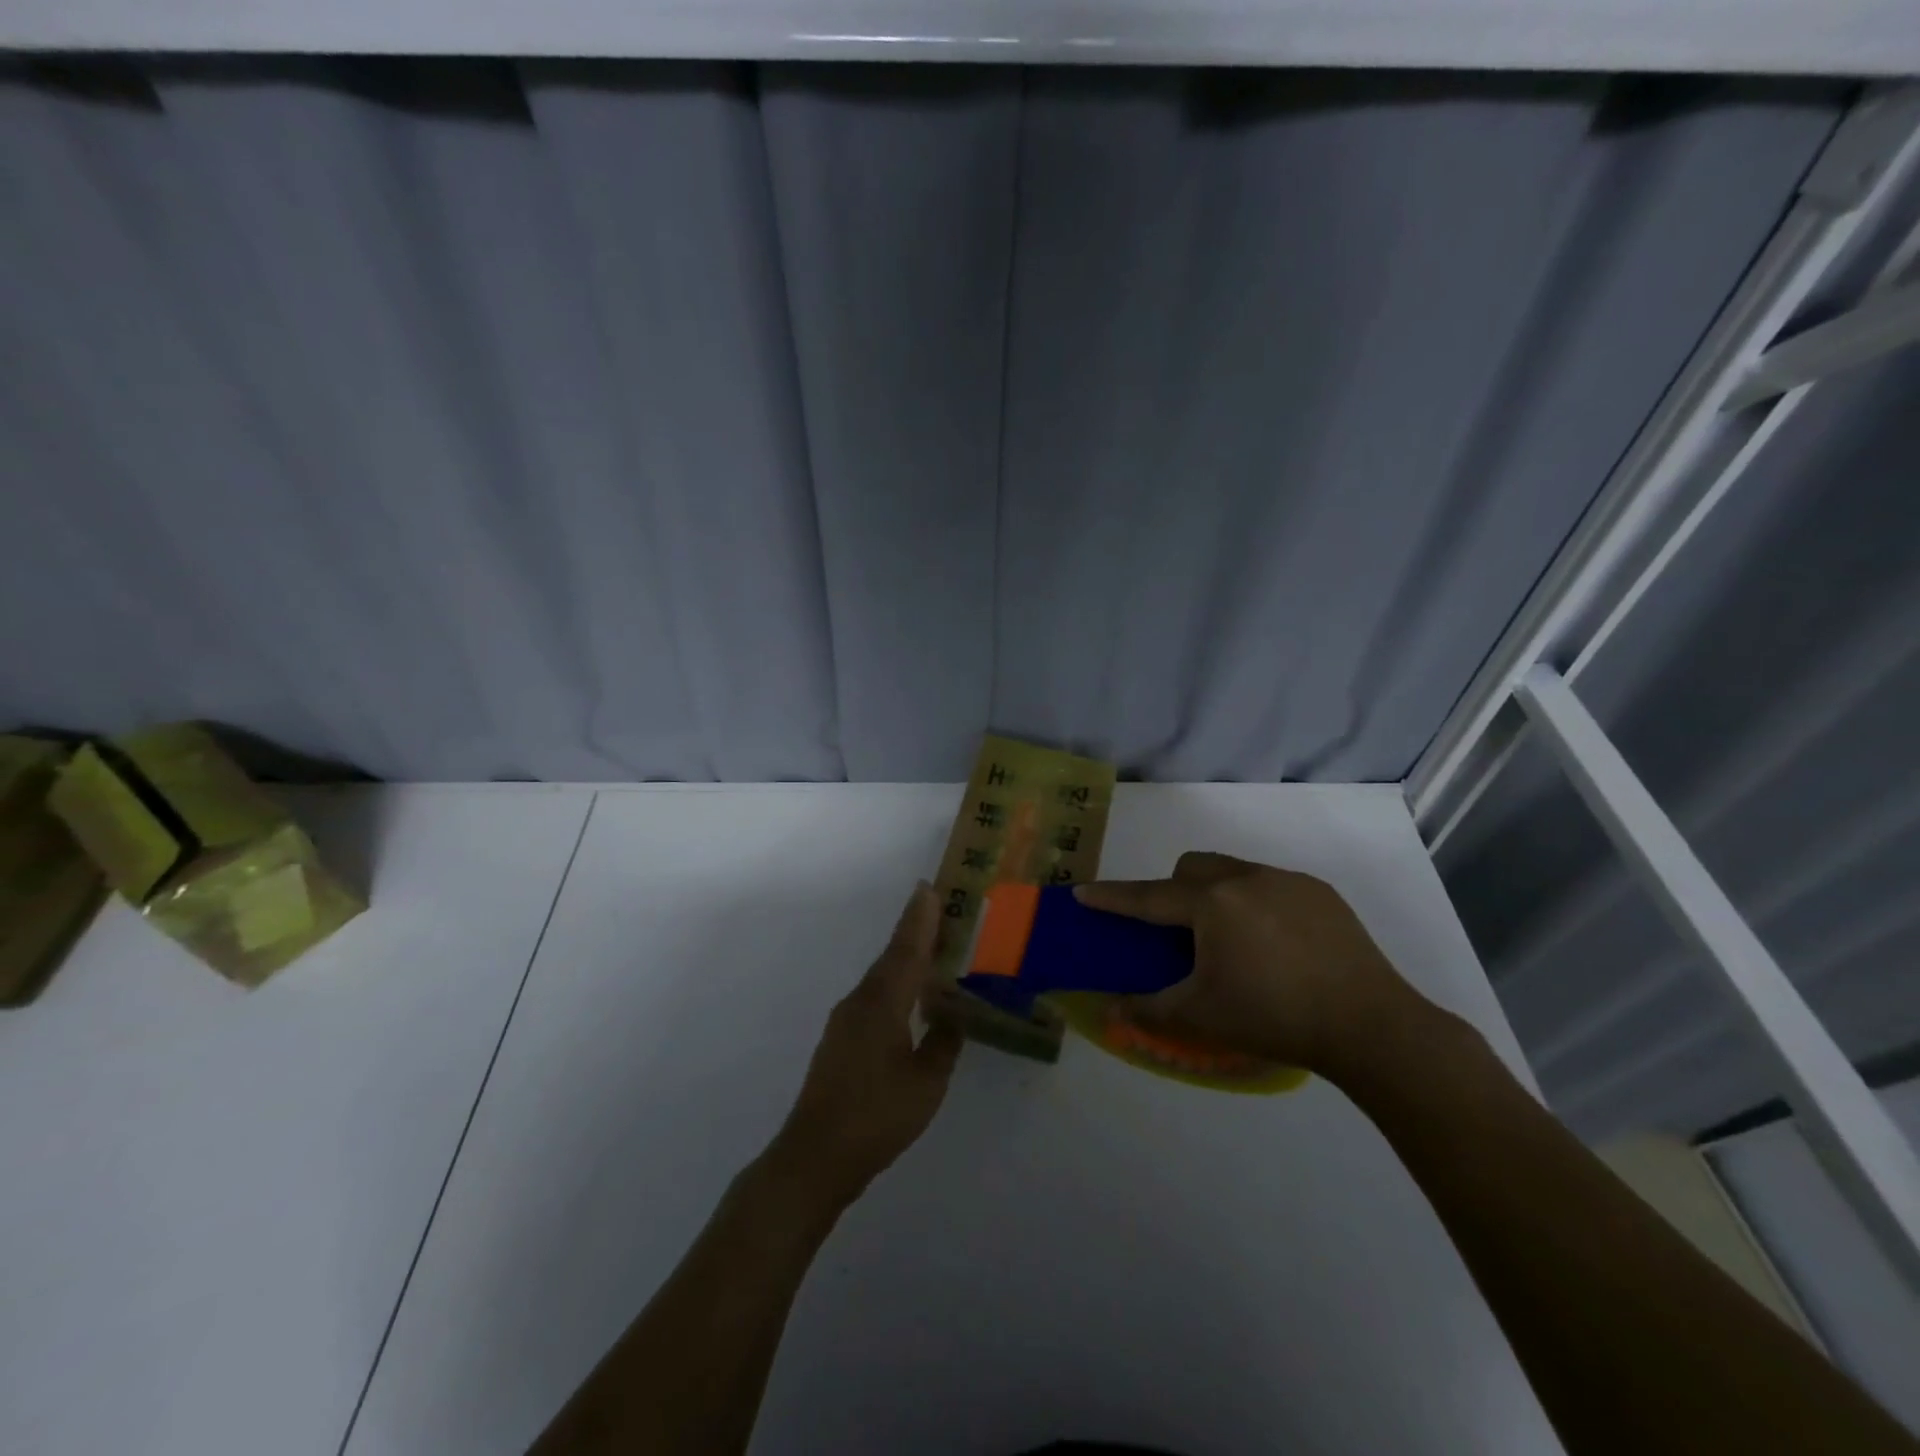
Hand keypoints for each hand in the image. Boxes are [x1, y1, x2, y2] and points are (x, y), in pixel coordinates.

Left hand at [768, 882, 962, 1211]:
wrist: (815, 1155)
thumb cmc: (877, 1116)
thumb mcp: (926, 1082)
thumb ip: (942, 1044)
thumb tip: (951, 1017)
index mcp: (882, 1003)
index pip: (907, 950)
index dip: (920, 919)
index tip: (929, 887)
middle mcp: (860, 1001)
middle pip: (892, 957)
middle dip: (914, 932)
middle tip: (939, 910)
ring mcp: (846, 1021)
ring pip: (881, 978)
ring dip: (905, 959)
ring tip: (931, 950)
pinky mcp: (840, 1040)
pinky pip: (874, 998)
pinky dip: (894, 986)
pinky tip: (908, 999)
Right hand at [1074, 852, 1424, 1075]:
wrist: (1371, 1026)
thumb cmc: (1275, 1017)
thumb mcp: (1202, 1017)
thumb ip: (1149, 1009)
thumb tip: (1112, 1008)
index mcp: (1212, 904)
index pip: (1148, 898)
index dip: (1113, 898)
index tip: (1083, 893)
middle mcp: (1246, 878)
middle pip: (1191, 869)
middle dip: (1173, 890)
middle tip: (1178, 933)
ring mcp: (1287, 881)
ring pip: (1232, 870)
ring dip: (1216, 894)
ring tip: (1231, 940)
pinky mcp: (1321, 892)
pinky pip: (1271, 884)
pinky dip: (1256, 904)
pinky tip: (1276, 945)